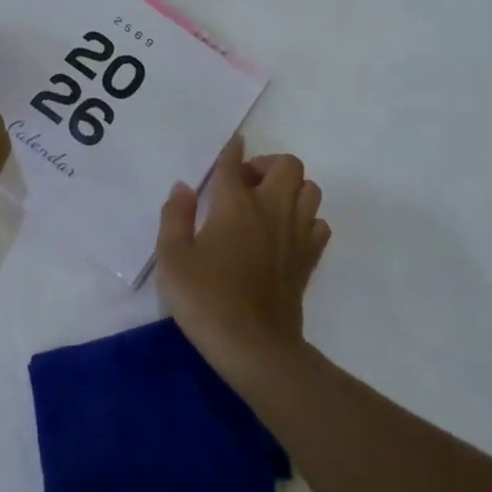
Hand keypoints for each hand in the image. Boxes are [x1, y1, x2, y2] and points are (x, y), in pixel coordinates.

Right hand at [156, 135, 329, 378]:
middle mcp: (271, 209)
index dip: (232, 150)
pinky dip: (306, 219)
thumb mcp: (172, 258)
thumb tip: (183, 188)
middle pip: (288, 165)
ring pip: (310, 189)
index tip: (232, 145)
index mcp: (236, 203)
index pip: (234, 163)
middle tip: (245, 184)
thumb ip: (175, 217)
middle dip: (268, 165)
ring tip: (267, 205)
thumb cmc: (206, 298)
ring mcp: (296, 233)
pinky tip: (285, 234)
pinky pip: (319, 223)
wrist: (254, 346)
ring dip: (291, 188)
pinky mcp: (309, 258)